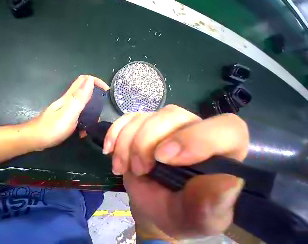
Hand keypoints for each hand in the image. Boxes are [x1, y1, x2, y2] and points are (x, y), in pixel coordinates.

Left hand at [29, 75, 108, 149]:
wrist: (35, 140)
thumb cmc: (52, 128)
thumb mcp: (68, 113)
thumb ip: (79, 98)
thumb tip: (90, 81)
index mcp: (70, 97)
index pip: (84, 80)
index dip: (96, 81)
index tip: (106, 91)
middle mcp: (69, 100)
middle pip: (85, 91)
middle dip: (96, 98)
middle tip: (101, 110)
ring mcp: (67, 109)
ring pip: (83, 104)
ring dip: (91, 112)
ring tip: (93, 123)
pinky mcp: (65, 117)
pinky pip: (79, 115)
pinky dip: (84, 121)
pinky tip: (83, 131)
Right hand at [103, 105, 248, 238]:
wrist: (152, 204)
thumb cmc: (178, 213)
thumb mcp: (197, 220)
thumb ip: (212, 207)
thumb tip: (226, 183)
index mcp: (220, 152)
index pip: (225, 129)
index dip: (195, 139)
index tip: (163, 159)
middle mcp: (191, 129)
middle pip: (170, 115)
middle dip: (146, 143)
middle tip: (137, 169)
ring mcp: (161, 124)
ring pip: (142, 118)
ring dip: (126, 143)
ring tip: (121, 167)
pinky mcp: (139, 124)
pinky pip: (125, 119)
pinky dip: (114, 133)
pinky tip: (109, 149)